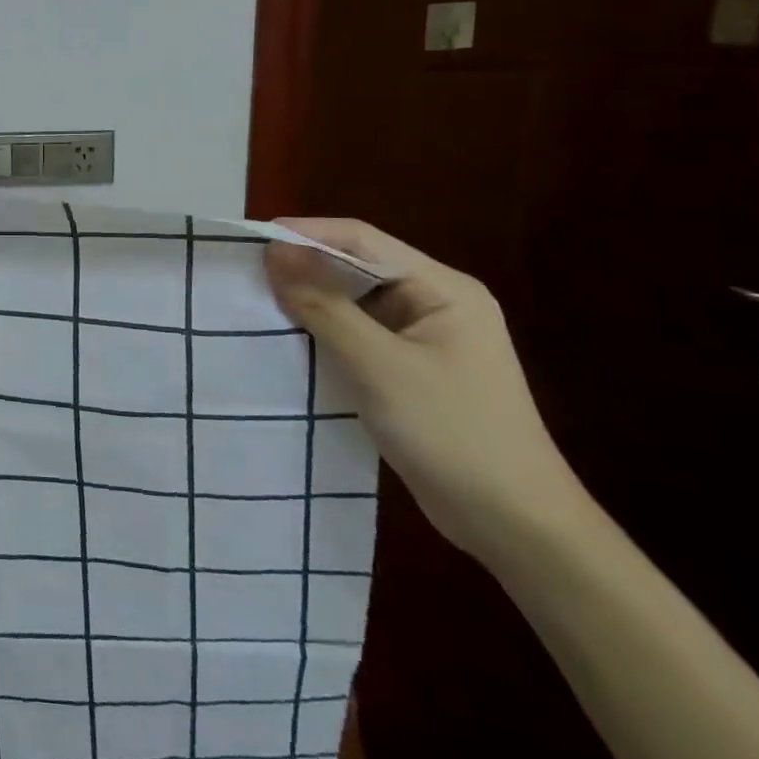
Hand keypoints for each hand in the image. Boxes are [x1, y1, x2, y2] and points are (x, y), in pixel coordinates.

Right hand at [264, 218, 589, 563]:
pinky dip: (322, 333)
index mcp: (443, 289)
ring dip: (309, 301)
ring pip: (353, 303)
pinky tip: (287, 341)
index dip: (306, 233)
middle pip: (357, 267)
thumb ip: (324, 306)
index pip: (363, 240)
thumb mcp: (379, 365)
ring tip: (254, 303)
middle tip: (245, 274)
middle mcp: (435, 303)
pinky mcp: (409, 371)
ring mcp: (423, 339)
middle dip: (303, 266)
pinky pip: (356, 336)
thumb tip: (275, 252)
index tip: (250, 241)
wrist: (514, 525)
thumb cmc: (452, 433)